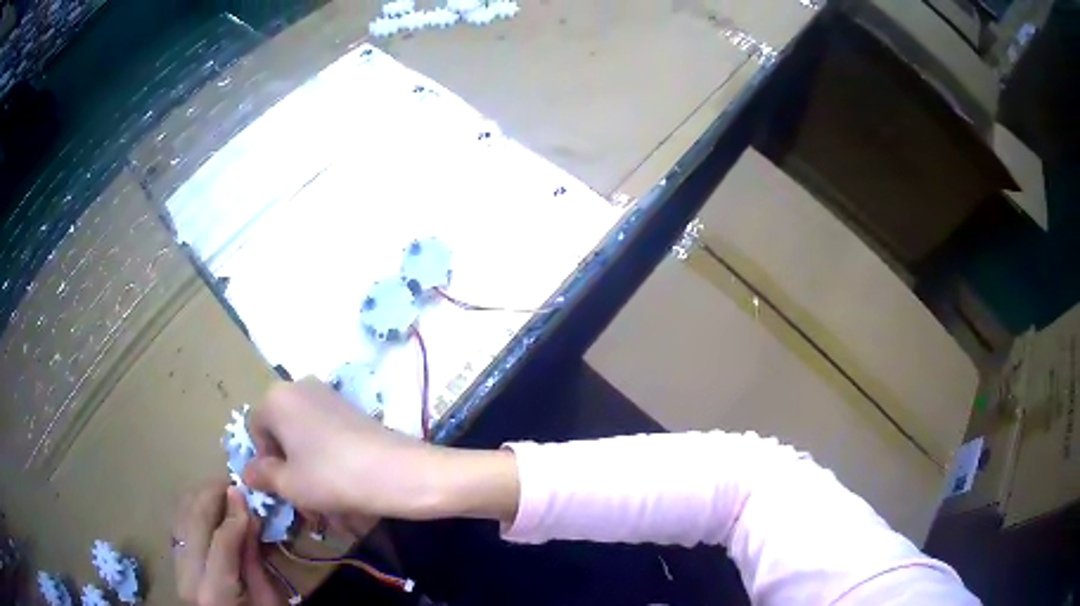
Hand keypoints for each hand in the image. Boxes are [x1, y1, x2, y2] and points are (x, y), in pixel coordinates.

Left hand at [173, 480, 281, 605]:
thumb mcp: (266, 598)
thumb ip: (253, 559)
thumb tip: (248, 515)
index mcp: (216, 594)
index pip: (221, 542)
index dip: (233, 514)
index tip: (244, 493)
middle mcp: (189, 579)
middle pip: (194, 524)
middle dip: (211, 497)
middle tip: (230, 483)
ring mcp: (177, 571)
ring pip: (181, 520)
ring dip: (198, 499)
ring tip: (218, 490)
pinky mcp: (175, 566)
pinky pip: (178, 528)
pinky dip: (190, 511)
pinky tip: (204, 506)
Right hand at [243, 379, 519, 523]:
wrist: (396, 471)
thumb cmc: (330, 476)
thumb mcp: (289, 483)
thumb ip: (262, 475)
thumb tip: (247, 471)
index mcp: (276, 397)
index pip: (255, 429)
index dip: (264, 460)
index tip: (282, 485)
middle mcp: (299, 386)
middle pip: (281, 431)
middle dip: (287, 466)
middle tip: (302, 498)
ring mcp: (328, 395)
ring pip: (304, 437)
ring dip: (307, 468)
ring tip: (324, 499)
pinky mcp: (352, 408)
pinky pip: (326, 434)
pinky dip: (326, 458)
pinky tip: (342, 485)